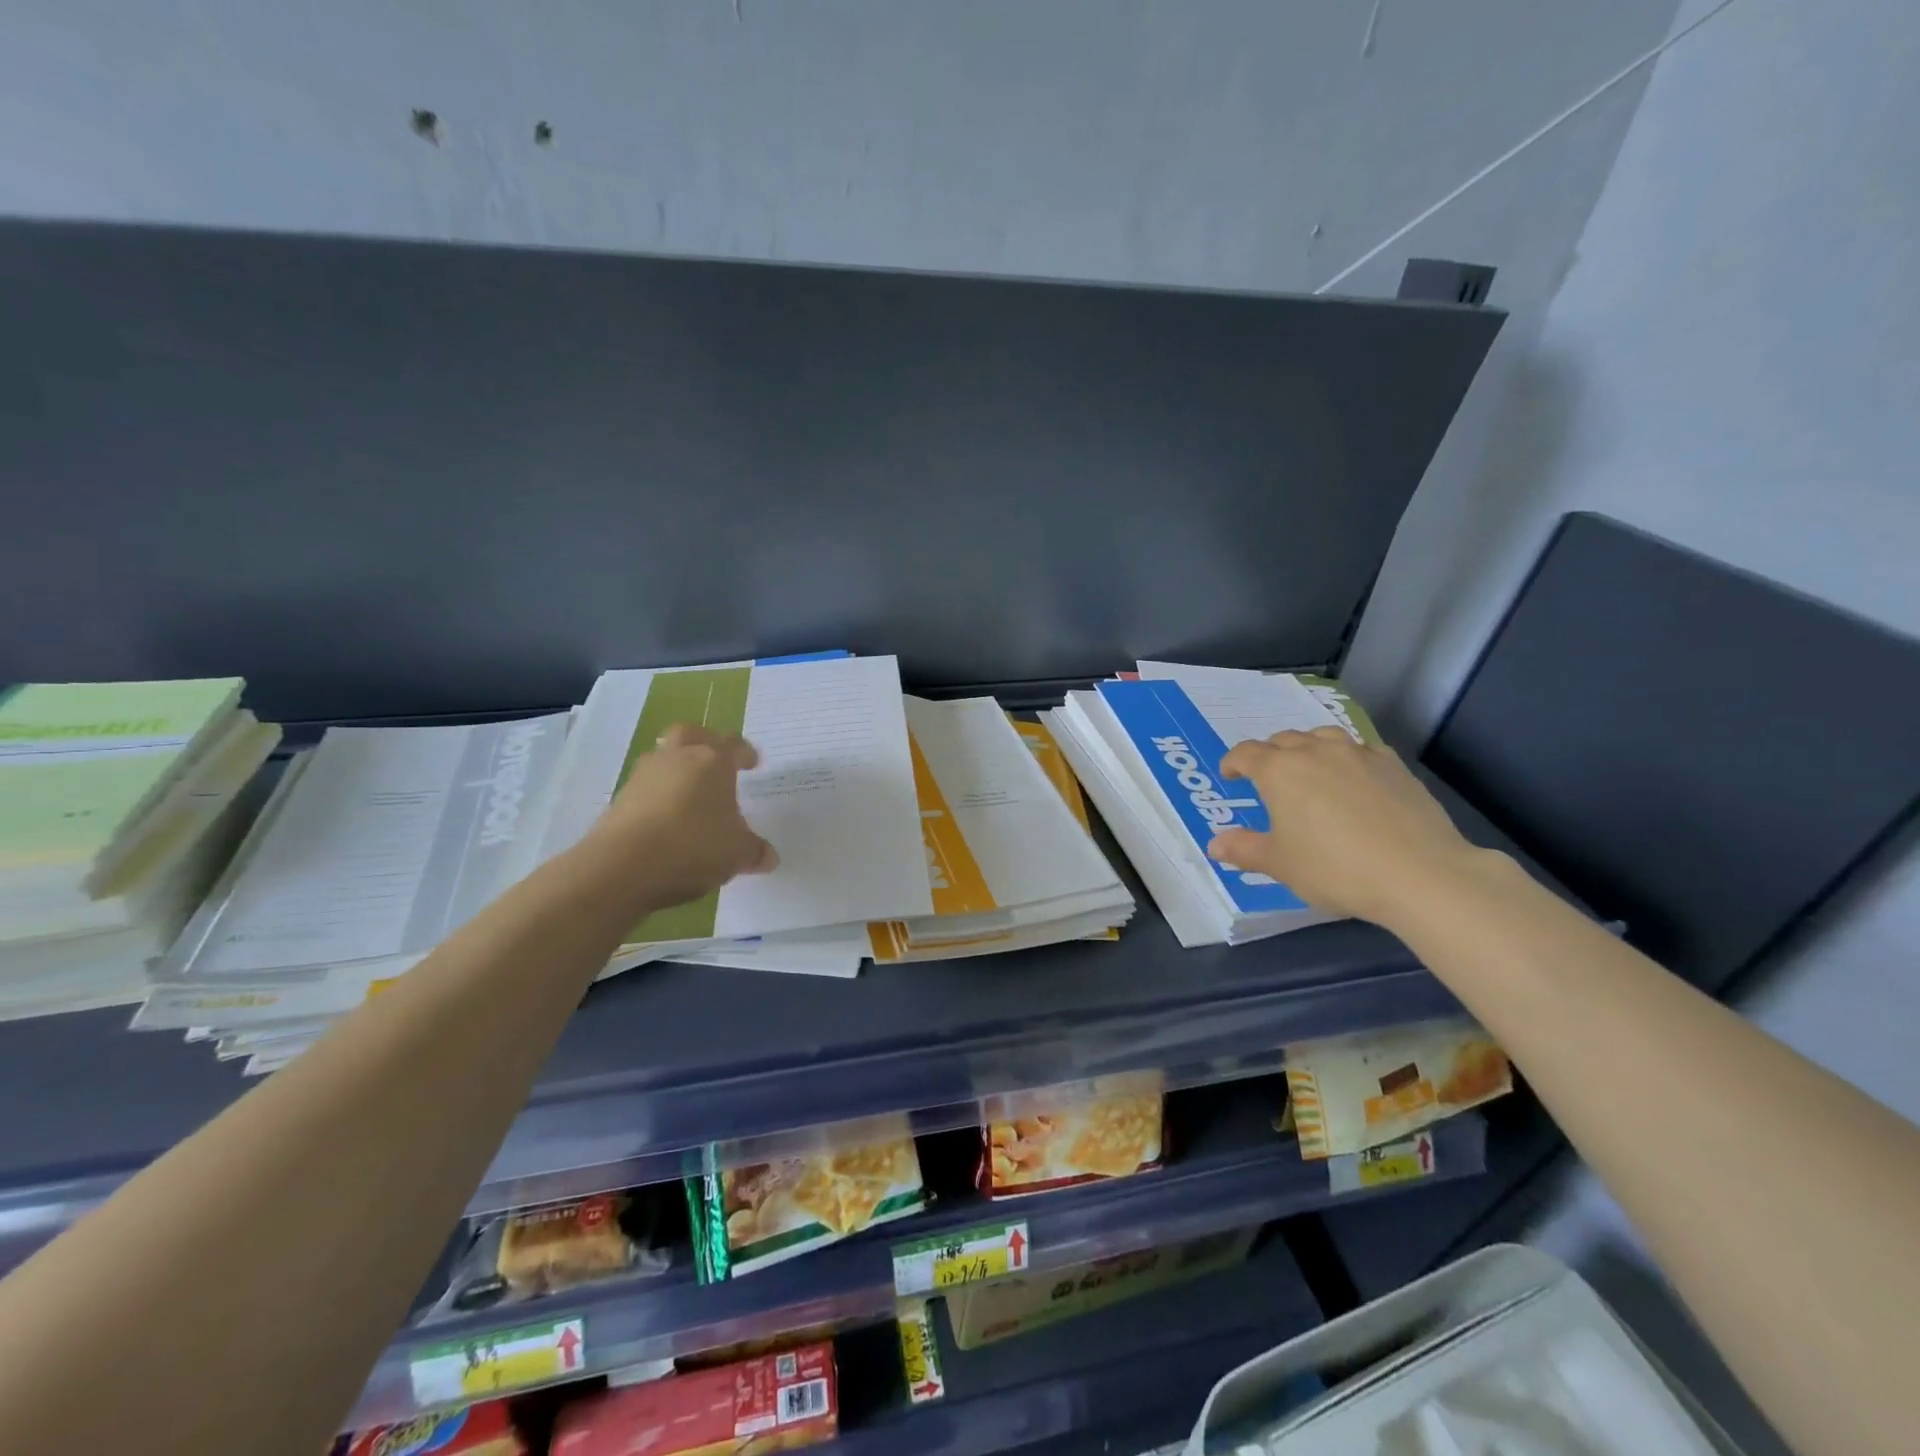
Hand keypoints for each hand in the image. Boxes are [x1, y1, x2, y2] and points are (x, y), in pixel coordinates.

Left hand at [583, 723, 777, 910]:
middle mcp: (677, 758)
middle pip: (690, 734)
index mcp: (713, 761)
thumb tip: (768, 857)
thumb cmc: (694, 846)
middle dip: (704, 742)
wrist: (621, 866)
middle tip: (715, 760)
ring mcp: (643, 776)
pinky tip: (668, 822)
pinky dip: (658, 798)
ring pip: (663, 759)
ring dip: (676, 770)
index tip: (752, 763)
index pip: (734, 744)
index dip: (745, 753)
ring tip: (690, 797)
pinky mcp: (619, 799)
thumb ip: (754, 851)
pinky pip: (645, 789)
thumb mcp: (737, 853)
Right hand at [1206, 726, 1485, 926]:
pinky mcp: (1394, 766)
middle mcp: (1316, 752)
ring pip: (1324, 737)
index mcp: (1280, 771)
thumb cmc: (1335, 868)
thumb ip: (1244, 849)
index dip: (1233, 763)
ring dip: (1308, 748)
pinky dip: (1348, 758)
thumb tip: (1215, 844)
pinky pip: (1362, 750)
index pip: (1246, 754)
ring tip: (1310, 770)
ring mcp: (1359, 754)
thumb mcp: (1280, 865)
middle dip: (1270, 755)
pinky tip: (1355, 779)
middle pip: (1284, 740)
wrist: (1419, 874)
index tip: (1230, 776)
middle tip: (1268, 779)